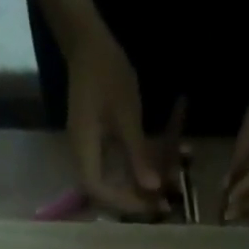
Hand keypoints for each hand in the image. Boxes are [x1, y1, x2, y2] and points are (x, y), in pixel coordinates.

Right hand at [66, 29, 165, 216]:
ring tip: (165, 188)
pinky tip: (157, 166)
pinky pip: (117, 164)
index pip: (98, 191)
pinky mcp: (99, 141)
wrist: (89, 43)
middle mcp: (84, 155)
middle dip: (134, 199)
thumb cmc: (106, 74)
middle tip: (161, 203)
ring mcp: (90, 148)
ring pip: (114, 179)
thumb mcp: (127, 115)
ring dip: (139, 185)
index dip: (123, 203)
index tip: (150, 205)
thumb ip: (138, 154)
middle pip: (106, 192)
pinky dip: (137, 167)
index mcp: (84, 151)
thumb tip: (152, 188)